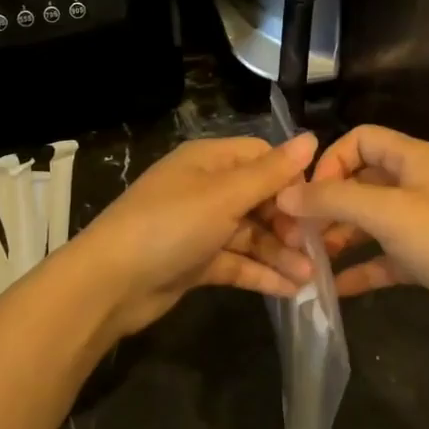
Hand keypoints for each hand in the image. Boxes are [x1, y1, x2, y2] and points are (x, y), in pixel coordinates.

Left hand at [65, 134, 317, 340]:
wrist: (110, 283)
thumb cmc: (170, 225)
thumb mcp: (223, 195)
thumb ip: (270, 173)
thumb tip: (312, 138)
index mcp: (208, 161)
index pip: (261, 158)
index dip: (291, 178)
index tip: (317, 204)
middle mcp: (206, 189)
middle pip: (259, 198)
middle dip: (289, 222)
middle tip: (316, 248)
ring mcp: (200, 227)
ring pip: (251, 234)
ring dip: (280, 252)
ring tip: (311, 276)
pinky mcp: (196, 261)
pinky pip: (237, 262)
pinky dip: (262, 273)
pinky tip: (291, 290)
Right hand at [274, 125, 428, 352]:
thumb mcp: (387, 213)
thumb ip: (332, 199)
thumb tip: (285, 194)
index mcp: (413, 159)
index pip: (360, 139)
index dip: (329, 161)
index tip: (307, 195)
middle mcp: (417, 184)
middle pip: (360, 181)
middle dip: (326, 204)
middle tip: (295, 233)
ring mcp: (424, 224)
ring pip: (369, 221)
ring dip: (338, 236)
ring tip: (307, 260)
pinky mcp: (427, 260)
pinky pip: (383, 257)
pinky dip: (359, 268)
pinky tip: (332, 287)